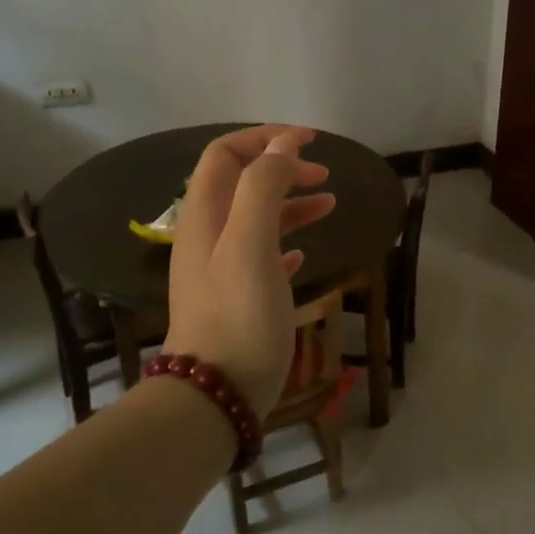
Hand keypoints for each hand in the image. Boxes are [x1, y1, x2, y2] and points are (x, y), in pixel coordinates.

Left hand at [165, 126, 335, 416]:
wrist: (216, 394)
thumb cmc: (238, 315)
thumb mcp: (251, 245)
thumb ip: (263, 189)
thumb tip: (282, 147)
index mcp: (205, 216)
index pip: (225, 155)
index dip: (265, 139)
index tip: (309, 141)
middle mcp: (207, 236)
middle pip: (241, 184)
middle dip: (281, 169)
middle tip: (323, 175)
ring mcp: (220, 270)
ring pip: (255, 219)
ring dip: (290, 204)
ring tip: (329, 205)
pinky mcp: (237, 299)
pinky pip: (261, 256)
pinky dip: (285, 243)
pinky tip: (305, 253)